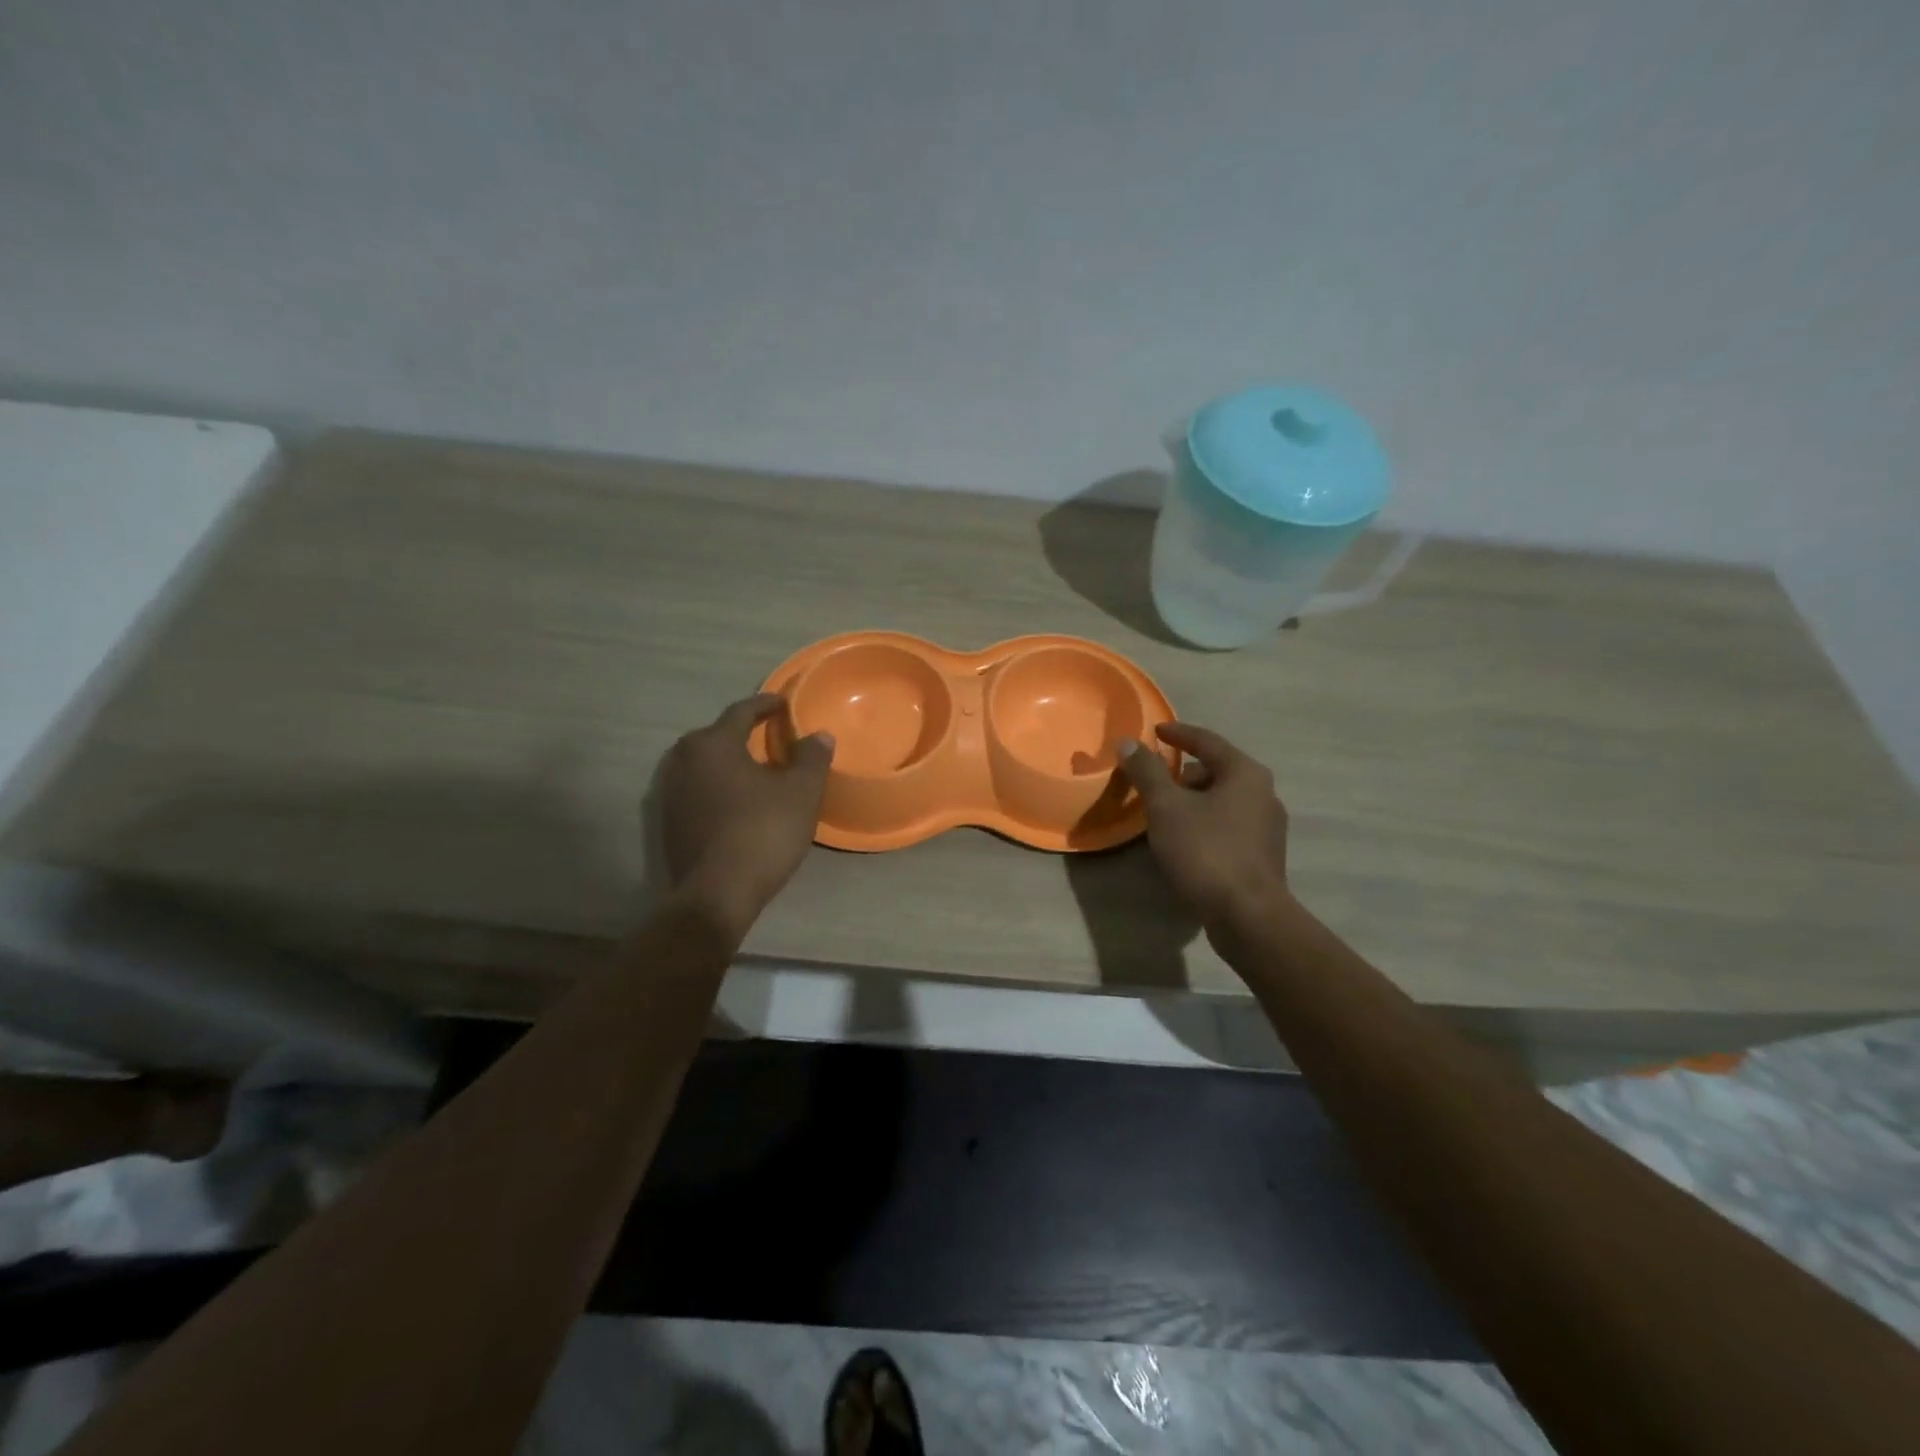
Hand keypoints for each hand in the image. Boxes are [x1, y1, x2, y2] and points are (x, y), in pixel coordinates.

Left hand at [658, 694, 834, 937]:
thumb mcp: (801, 792)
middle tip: (771, 736)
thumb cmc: (762, 831)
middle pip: (717, 735)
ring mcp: (670, 792)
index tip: (784, 703)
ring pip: (705, 764)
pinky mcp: (669, 821)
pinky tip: (739, 800)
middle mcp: (683, 760)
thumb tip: (819, 735)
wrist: (718, 893)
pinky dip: (719, 786)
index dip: (766, 704)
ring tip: (756, 768)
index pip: (741, 711)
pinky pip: (698, 789)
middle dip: (744, 732)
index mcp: (713, 743)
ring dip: (730, 761)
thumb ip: (811, 758)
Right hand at [1119, 722, 1290, 930]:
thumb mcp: (1166, 807)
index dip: (1178, 734)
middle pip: (1217, 771)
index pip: (1207, 741)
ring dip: (1194, 801)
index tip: (1155, 731)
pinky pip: (1229, 826)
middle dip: (1184, 773)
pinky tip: (1185, 842)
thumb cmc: (1206, 851)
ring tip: (1165, 814)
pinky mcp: (1264, 856)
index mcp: (1246, 773)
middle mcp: (1264, 794)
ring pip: (1223, 801)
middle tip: (1155, 781)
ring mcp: (1268, 827)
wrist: (1248, 916)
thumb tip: (1128, 743)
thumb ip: (1146, 772)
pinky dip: (1205, 823)